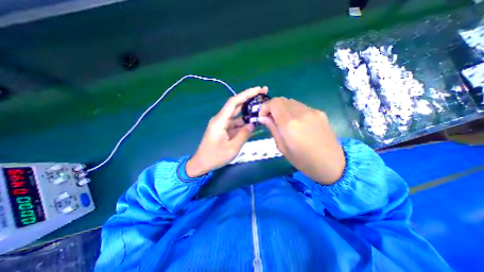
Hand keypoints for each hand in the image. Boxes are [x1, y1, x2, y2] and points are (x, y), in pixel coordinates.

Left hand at [186, 86, 268, 176]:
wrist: (201, 164)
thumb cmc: (215, 157)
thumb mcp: (232, 148)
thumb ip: (243, 135)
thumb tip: (252, 124)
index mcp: (220, 121)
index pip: (234, 102)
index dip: (246, 94)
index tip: (258, 89)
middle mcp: (220, 119)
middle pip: (236, 105)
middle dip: (249, 98)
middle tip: (263, 93)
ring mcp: (222, 124)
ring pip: (237, 114)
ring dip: (248, 112)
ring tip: (261, 109)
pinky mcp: (223, 129)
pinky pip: (235, 123)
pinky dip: (244, 122)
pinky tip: (253, 122)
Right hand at [259, 98, 345, 184]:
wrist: (332, 164)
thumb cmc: (303, 161)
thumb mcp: (282, 147)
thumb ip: (273, 129)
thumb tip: (263, 117)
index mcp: (290, 124)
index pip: (274, 103)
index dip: (265, 107)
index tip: (263, 117)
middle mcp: (301, 113)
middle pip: (282, 100)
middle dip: (273, 107)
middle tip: (271, 119)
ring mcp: (312, 111)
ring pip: (291, 102)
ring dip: (283, 109)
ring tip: (283, 122)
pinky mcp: (320, 113)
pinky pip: (301, 107)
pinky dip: (293, 111)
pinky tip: (296, 123)